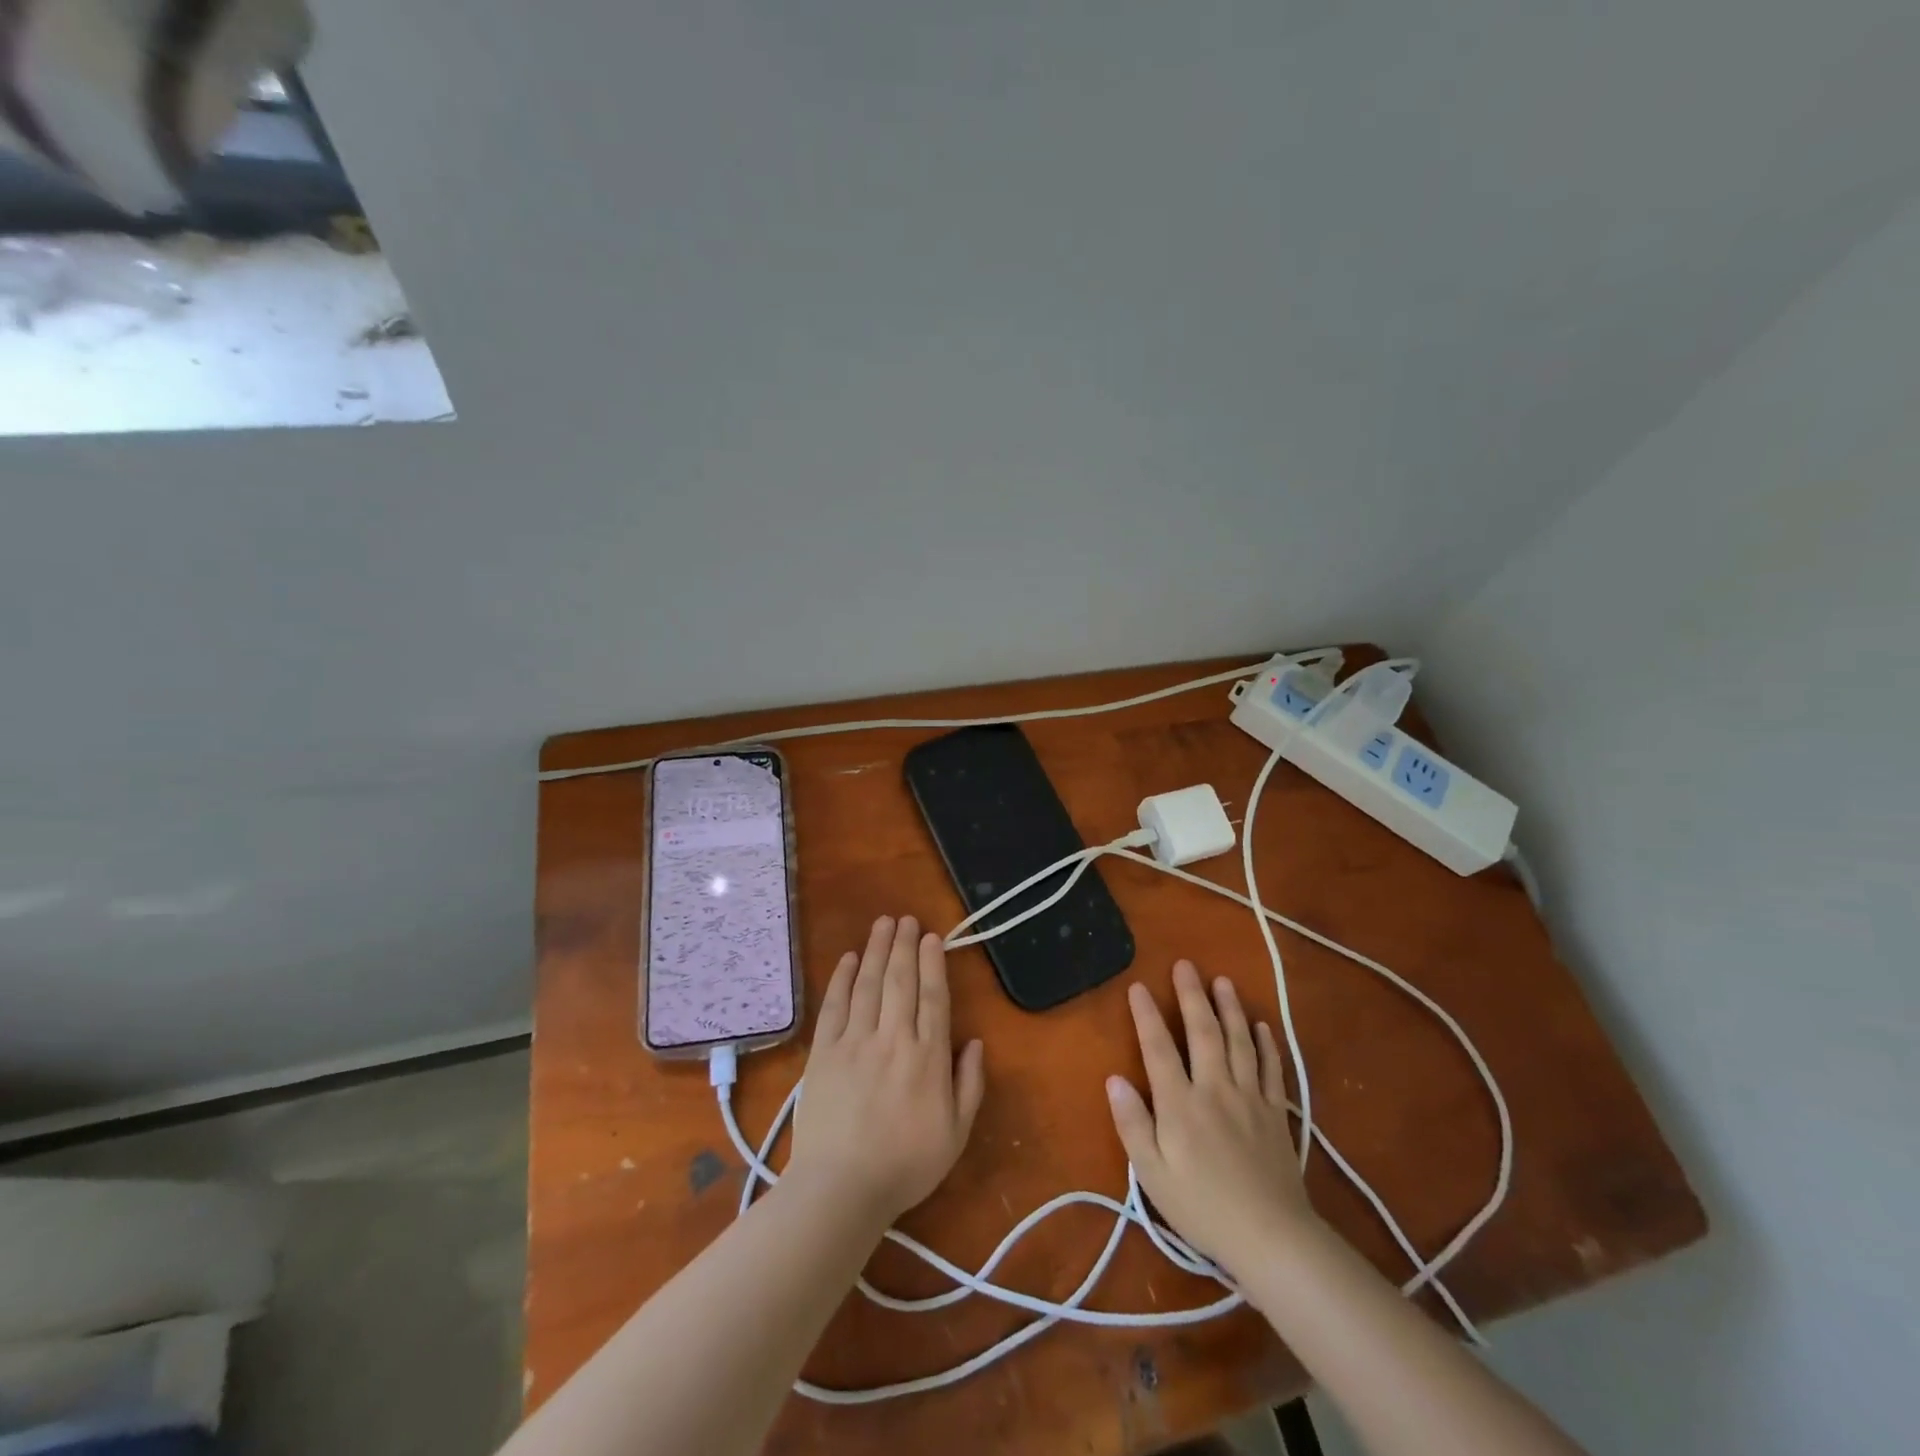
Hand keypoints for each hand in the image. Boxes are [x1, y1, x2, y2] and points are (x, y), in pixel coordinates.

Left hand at [789, 915, 985, 1225]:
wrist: (841, 1189)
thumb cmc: (905, 1166)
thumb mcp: (956, 1134)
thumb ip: (970, 1085)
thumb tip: (976, 1042)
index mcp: (928, 1057)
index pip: (933, 997)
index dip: (933, 963)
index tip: (931, 937)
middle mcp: (893, 1039)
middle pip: (900, 981)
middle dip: (904, 946)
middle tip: (906, 919)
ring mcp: (855, 1042)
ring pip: (868, 985)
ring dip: (876, 950)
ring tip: (882, 924)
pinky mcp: (824, 1052)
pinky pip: (834, 1006)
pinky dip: (841, 979)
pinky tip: (848, 959)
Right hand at [1106, 960, 1317, 1278]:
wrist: (1272, 1238)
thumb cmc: (1202, 1208)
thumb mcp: (1153, 1174)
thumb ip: (1133, 1124)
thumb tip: (1114, 1079)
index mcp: (1180, 1103)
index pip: (1159, 1048)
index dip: (1147, 1015)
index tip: (1138, 986)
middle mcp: (1215, 1088)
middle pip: (1203, 1032)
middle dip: (1192, 995)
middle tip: (1186, 964)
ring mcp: (1250, 1098)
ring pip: (1239, 1041)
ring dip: (1230, 1008)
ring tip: (1222, 981)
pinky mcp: (1275, 1113)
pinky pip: (1271, 1068)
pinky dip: (1266, 1044)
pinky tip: (1262, 1026)